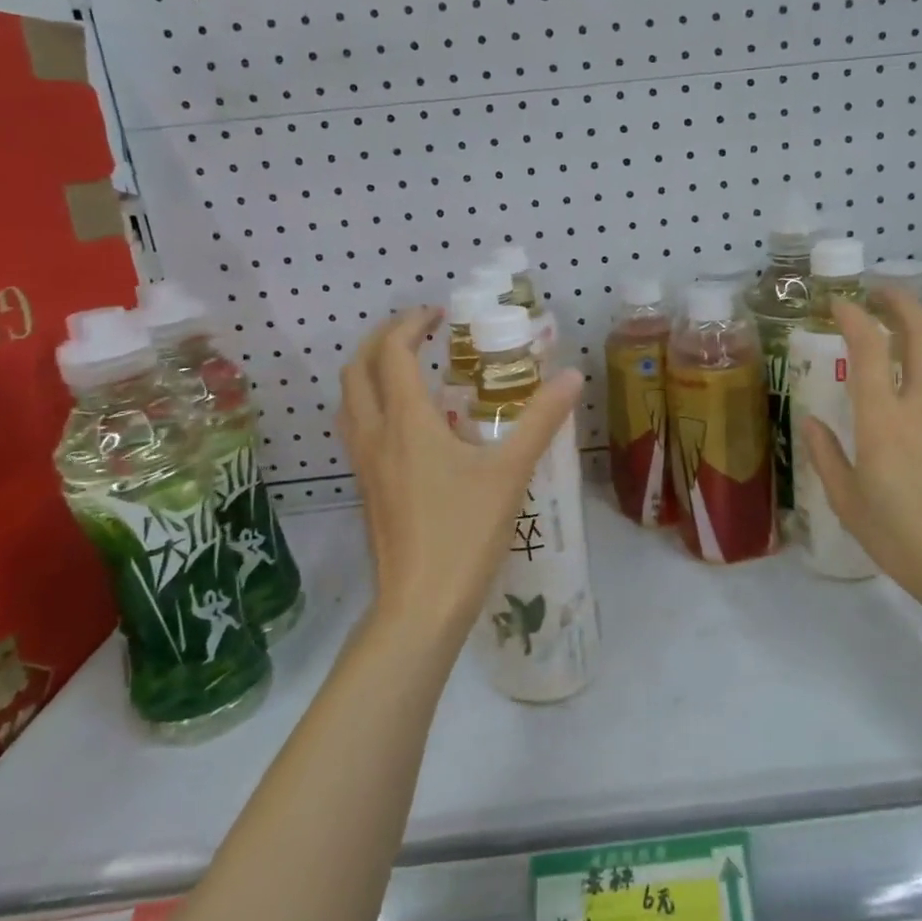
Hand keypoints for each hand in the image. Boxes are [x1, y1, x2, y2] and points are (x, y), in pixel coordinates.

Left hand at [338, 308, 582, 648]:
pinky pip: (356, 429)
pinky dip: (371, 405)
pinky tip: (407, 426)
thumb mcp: (510, 472)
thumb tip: (572, 377)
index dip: (409, 323)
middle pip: (356, 369)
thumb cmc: (464, 533)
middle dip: (380, 339)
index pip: (391, 352)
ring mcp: (363, 465)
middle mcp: (374, 435)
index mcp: (406, 422)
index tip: (438, 315)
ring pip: (348, 401)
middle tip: (417, 332)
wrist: (420, 605)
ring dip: (369, 372)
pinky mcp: (365, 489)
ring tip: (406, 369)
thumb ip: (540, 420)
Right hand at [799, 291, 921, 610]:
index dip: (853, 317)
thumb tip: (812, 423)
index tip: (839, 304)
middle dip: (900, 301)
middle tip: (879, 293)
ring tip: (911, 315)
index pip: (870, 348)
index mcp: (883, 420)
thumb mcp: (845, 499)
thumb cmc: (896, 535)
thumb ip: (826, 454)